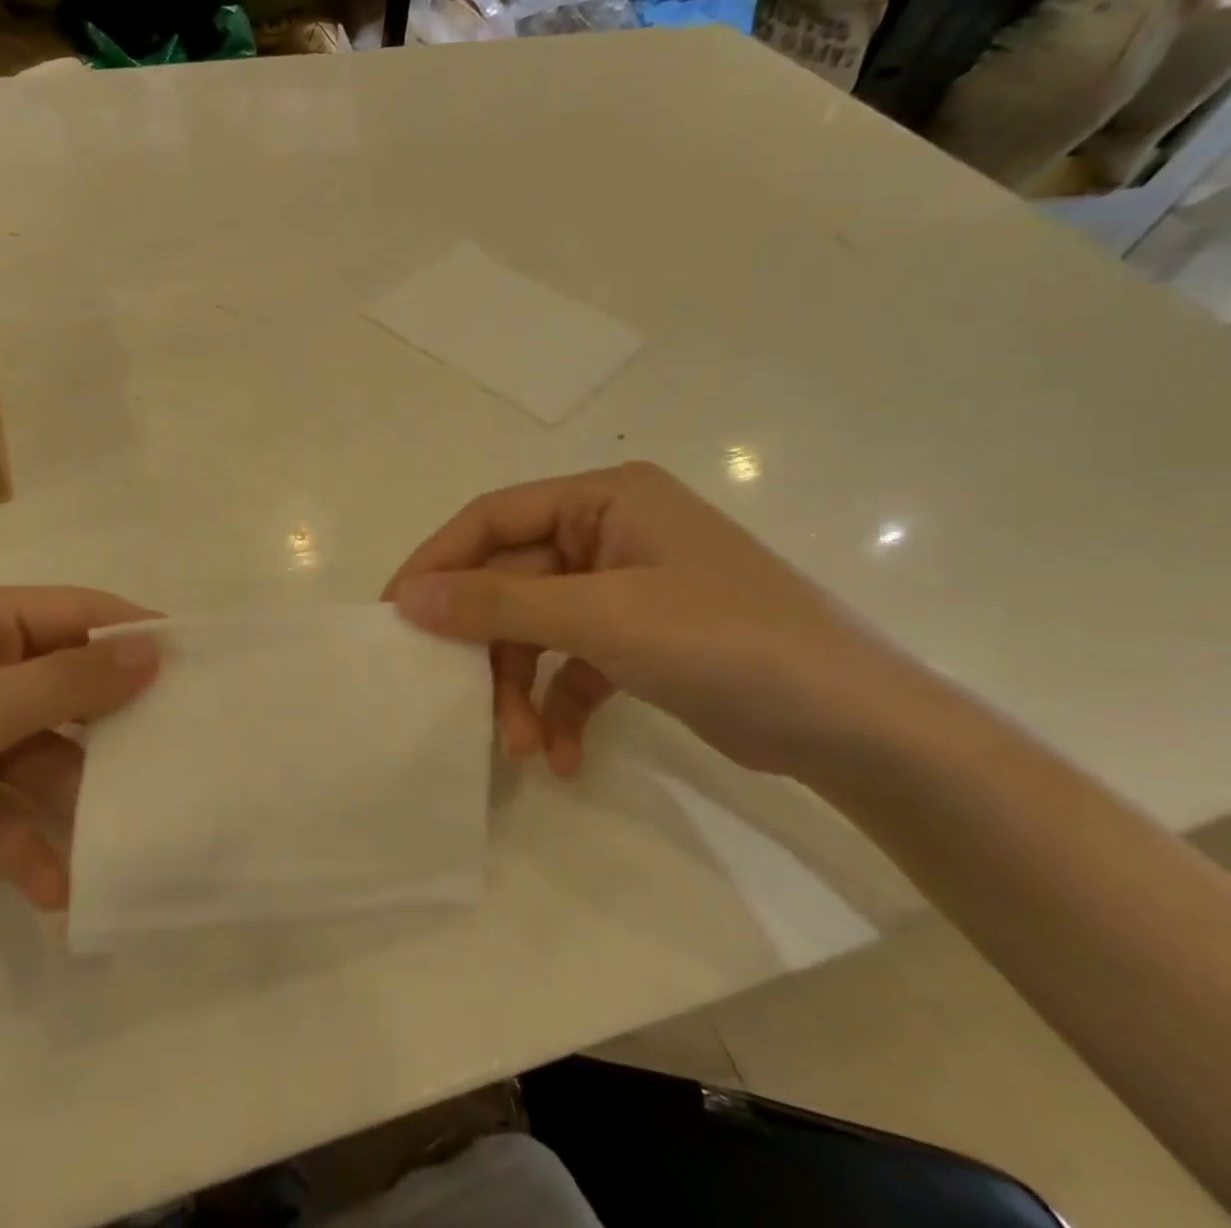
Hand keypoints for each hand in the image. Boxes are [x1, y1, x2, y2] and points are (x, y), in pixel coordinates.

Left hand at [0, 584, 159, 940]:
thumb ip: (67, 681)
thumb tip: (154, 648)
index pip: (73, 613)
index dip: (133, 637)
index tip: (198, 670)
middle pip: (62, 688)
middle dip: (109, 729)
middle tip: (175, 762)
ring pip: (39, 758)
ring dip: (71, 803)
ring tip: (118, 844)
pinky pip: (4, 811)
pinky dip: (27, 844)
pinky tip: (55, 887)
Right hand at [385, 463, 936, 781]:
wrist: (861, 729)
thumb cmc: (726, 642)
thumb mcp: (601, 617)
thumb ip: (497, 603)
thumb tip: (409, 598)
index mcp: (605, 499)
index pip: (493, 518)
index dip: (439, 562)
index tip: (395, 613)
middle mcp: (610, 533)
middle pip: (513, 581)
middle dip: (489, 647)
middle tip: (450, 695)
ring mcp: (625, 588)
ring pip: (538, 630)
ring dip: (522, 688)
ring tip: (522, 746)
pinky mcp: (639, 640)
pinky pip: (575, 664)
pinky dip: (561, 707)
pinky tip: (563, 756)